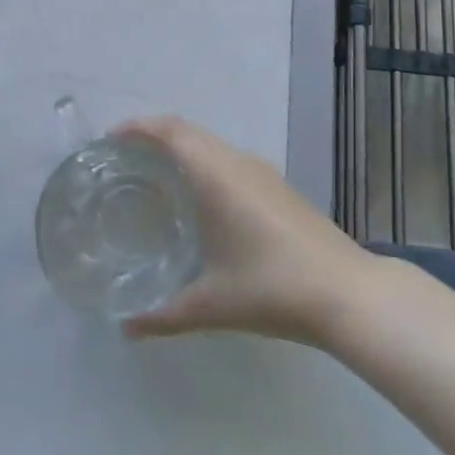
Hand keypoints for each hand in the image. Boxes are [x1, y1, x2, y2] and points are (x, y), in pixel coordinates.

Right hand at [116, 116, 377, 347]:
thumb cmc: (272, 288)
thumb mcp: (212, 305)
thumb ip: (163, 315)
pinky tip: (198, 200)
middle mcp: (237, 162)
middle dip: (153, 136)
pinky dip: (202, 163)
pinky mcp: (276, 186)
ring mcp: (261, 172)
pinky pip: (228, 159)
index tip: (109, 140)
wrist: (345, 292)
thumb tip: (125, 327)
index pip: (170, 131)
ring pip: (210, 144)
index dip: (138, 128)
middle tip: (122, 161)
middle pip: (187, 132)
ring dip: (180, 149)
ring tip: (152, 177)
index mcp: (216, 174)